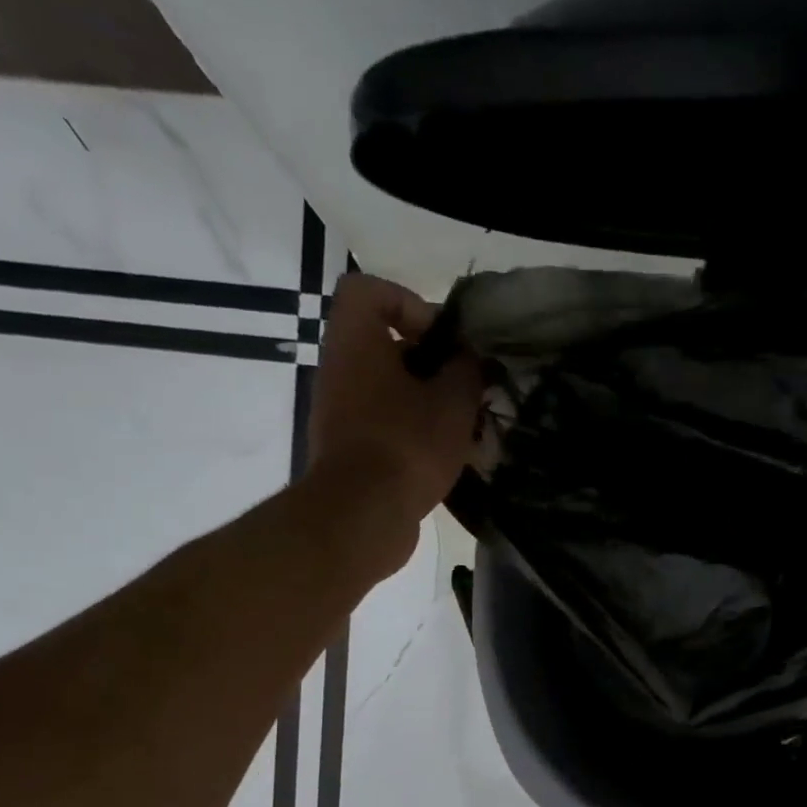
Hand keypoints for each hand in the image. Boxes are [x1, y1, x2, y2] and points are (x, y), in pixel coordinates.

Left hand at [304, 273, 480, 574]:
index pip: (368, 291)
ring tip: (461, 426)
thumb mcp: (453, 401)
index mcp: (356, 341)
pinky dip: (412, 433)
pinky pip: (383, 425)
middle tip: (463, 386)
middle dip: (429, 362)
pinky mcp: (347, 450)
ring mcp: (339, 412)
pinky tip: (445, 457)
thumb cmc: (407, 444)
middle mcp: (339, 369)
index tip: (442, 339)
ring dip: (425, 402)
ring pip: (387, 389)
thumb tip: (468, 359)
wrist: (363, 515)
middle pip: (383, 345)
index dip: (409, 303)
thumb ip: (466, 370)